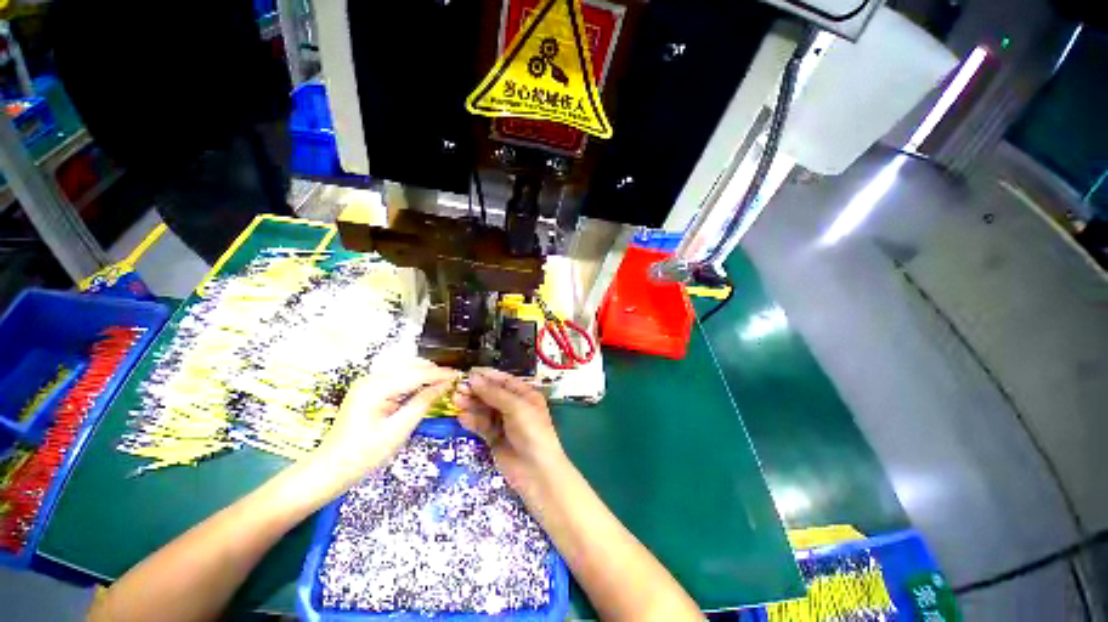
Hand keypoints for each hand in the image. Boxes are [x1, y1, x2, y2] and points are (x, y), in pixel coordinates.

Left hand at [310, 360, 458, 491]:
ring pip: (404, 368)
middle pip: (410, 365)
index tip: (460, 376)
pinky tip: (424, 387)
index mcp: (376, 387)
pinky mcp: (368, 389)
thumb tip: (445, 385)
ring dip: (424, 373)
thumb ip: (423, 403)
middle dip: (433, 371)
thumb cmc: (364, 455)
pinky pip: (397, 377)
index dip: (440, 374)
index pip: (417, 374)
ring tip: (443, 383)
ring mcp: (367, 382)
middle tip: (454, 381)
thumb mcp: (398, 431)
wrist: (328, 470)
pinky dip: (413, 379)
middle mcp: (371, 378)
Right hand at [454, 368, 566, 497]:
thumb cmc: (531, 431)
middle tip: (457, 389)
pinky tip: (462, 417)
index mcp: (525, 395)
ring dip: (471, 404)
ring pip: (484, 409)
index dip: (487, 376)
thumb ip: (494, 393)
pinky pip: (481, 425)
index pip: (504, 381)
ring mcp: (504, 423)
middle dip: (476, 391)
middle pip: (492, 394)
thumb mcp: (516, 407)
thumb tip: (474, 378)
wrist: (536, 471)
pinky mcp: (495, 438)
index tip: (468, 373)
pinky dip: (472, 421)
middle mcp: (515, 406)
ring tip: (455, 400)